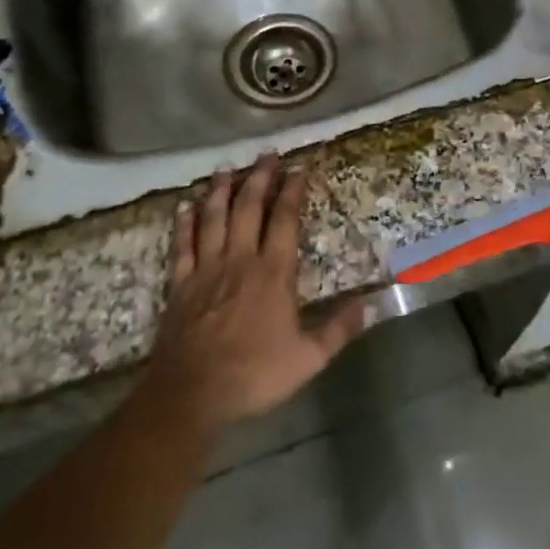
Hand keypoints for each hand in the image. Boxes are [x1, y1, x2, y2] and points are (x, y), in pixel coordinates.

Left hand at [146, 154, 368, 428]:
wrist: (192, 393)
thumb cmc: (253, 374)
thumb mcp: (308, 359)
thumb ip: (339, 330)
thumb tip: (369, 305)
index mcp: (273, 273)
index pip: (284, 220)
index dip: (292, 191)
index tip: (298, 167)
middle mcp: (240, 260)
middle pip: (248, 208)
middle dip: (259, 178)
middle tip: (267, 155)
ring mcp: (206, 269)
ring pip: (213, 218)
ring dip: (221, 190)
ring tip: (227, 168)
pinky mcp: (181, 284)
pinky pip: (182, 245)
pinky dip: (184, 223)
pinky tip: (186, 206)